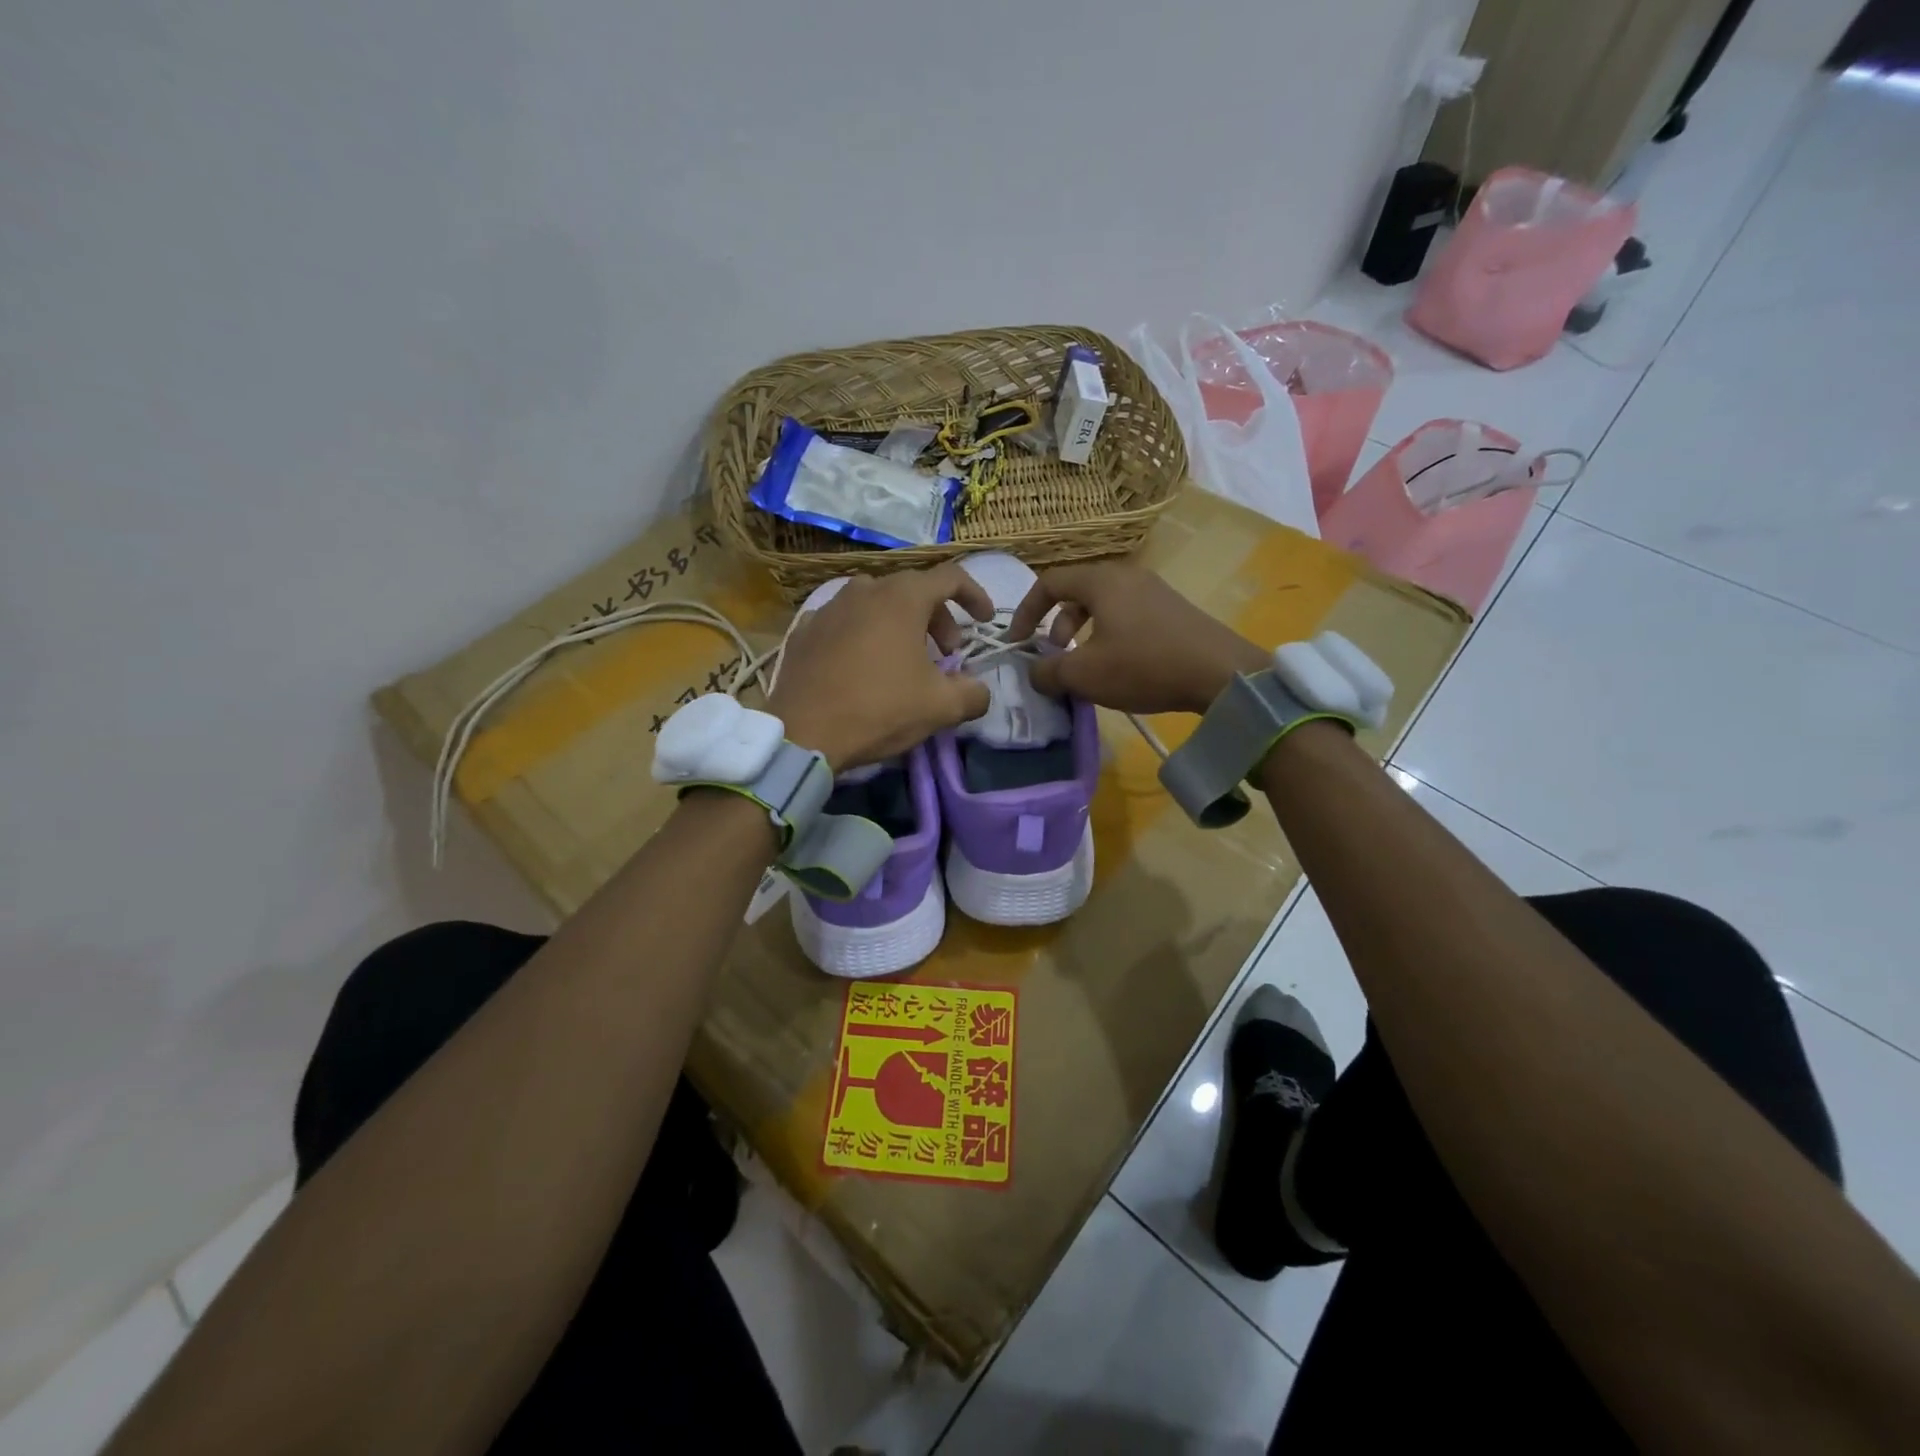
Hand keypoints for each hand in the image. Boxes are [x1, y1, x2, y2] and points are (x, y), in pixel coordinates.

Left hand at [766, 565, 992, 771]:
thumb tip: (979, 691)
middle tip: (947, 654)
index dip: (975, 596)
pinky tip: (863, 666)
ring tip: (905, 659)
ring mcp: (829, 607)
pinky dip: (865, 635)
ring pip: (877, 604)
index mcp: (902, 598)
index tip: (984, 621)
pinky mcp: (805, 630)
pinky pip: (846, 622)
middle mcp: (864, 590)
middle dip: (939, 618)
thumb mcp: (940, 707)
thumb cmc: (879, 709)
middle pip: (913, 590)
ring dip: (901, 625)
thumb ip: (973, 694)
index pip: (951, 578)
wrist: (802, 732)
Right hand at [1006, 562, 1266, 714]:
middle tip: (1054, 654)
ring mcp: (1154, 590)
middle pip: (1077, 591)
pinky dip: (1109, 634)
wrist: (1221, 673)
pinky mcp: (1173, 610)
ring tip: (1084, 663)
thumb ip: (1048, 673)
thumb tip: (1034, 673)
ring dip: (1083, 631)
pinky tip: (1119, 665)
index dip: (1025, 611)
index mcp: (1102, 581)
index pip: (1049, 582)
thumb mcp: (1085, 675)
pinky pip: (1127, 614)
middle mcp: (1127, 576)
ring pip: (1103, 604)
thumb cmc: (1144, 666)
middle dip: (1056, 623)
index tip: (1017, 642)